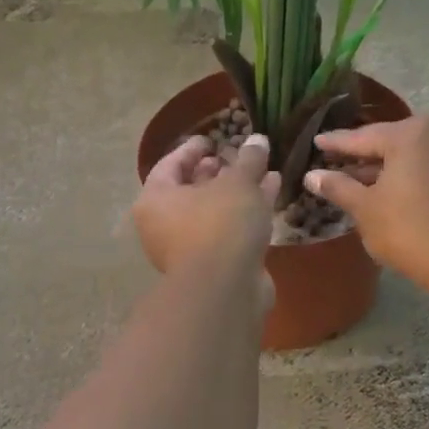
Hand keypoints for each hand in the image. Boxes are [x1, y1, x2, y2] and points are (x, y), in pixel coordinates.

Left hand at [133, 132, 277, 278]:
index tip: (213, 139)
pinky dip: (247, 212)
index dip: (192, 149)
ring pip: (214, 211)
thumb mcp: (238, 183)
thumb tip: (258, 140)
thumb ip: (248, 159)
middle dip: (217, 172)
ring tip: (263, 171)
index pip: (170, 165)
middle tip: (237, 157)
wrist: (227, 289)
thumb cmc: (221, 224)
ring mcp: (190, 248)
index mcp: (156, 200)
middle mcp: (165, 225)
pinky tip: (272, 194)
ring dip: (238, 192)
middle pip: (191, 190)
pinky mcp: (215, 265)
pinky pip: (229, 229)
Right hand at [304, 117, 428, 287]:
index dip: (336, 143)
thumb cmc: (406, 229)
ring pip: (409, 158)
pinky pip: (426, 170)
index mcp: (410, 134)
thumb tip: (312, 176)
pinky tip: (386, 192)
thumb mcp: (365, 208)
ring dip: (383, 169)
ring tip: (354, 181)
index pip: (363, 137)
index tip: (316, 142)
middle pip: (389, 143)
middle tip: (333, 161)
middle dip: (361, 155)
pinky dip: (405, 178)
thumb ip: (338, 186)